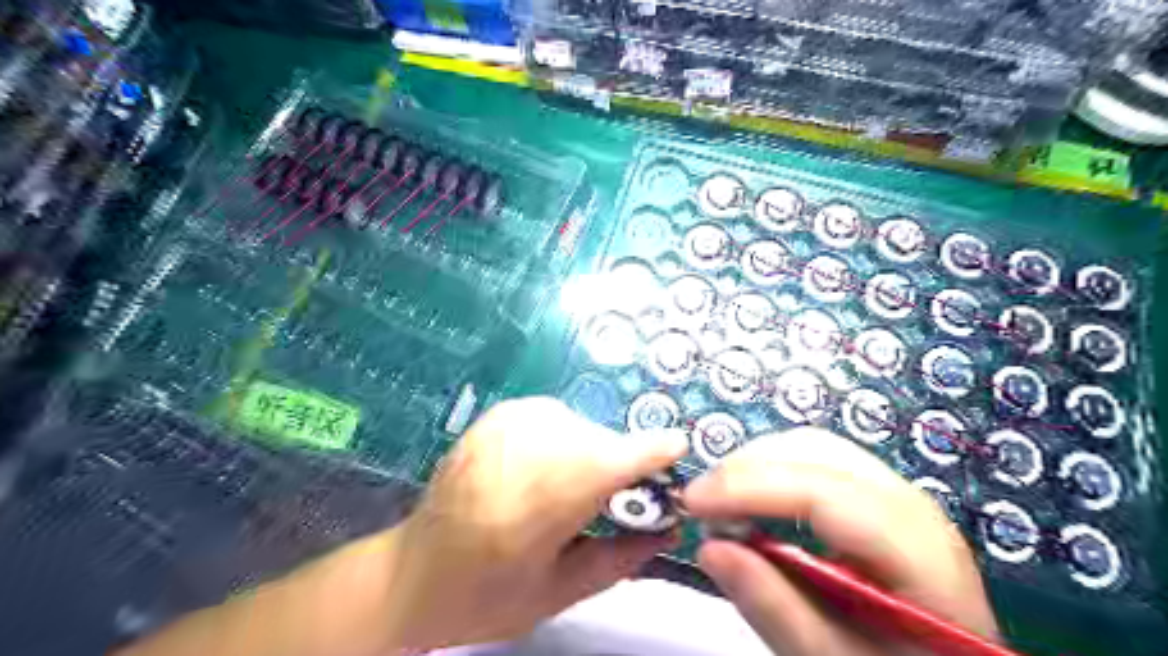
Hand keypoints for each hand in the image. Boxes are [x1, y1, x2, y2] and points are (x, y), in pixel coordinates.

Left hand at [384, 394, 691, 649]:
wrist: (411, 573)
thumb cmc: (484, 596)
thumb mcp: (559, 594)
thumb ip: (621, 558)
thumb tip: (670, 528)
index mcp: (538, 505)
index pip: (611, 460)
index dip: (651, 451)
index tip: (679, 449)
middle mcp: (522, 451)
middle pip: (599, 440)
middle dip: (619, 464)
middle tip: (616, 496)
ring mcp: (504, 425)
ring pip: (579, 423)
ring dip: (591, 450)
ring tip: (573, 486)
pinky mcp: (494, 416)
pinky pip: (554, 414)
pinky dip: (565, 436)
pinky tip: (548, 464)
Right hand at [688, 430, 1002, 655]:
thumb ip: (775, 608)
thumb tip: (709, 548)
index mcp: (918, 553)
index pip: (823, 493)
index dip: (749, 487)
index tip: (692, 503)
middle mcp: (911, 505)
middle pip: (816, 453)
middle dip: (747, 467)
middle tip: (703, 505)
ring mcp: (897, 493)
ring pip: (813, 447)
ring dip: (756, 464)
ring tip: (721, 502)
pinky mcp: (877, 494)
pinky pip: (817, 460)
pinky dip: (773, 470)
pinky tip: (753, 500)